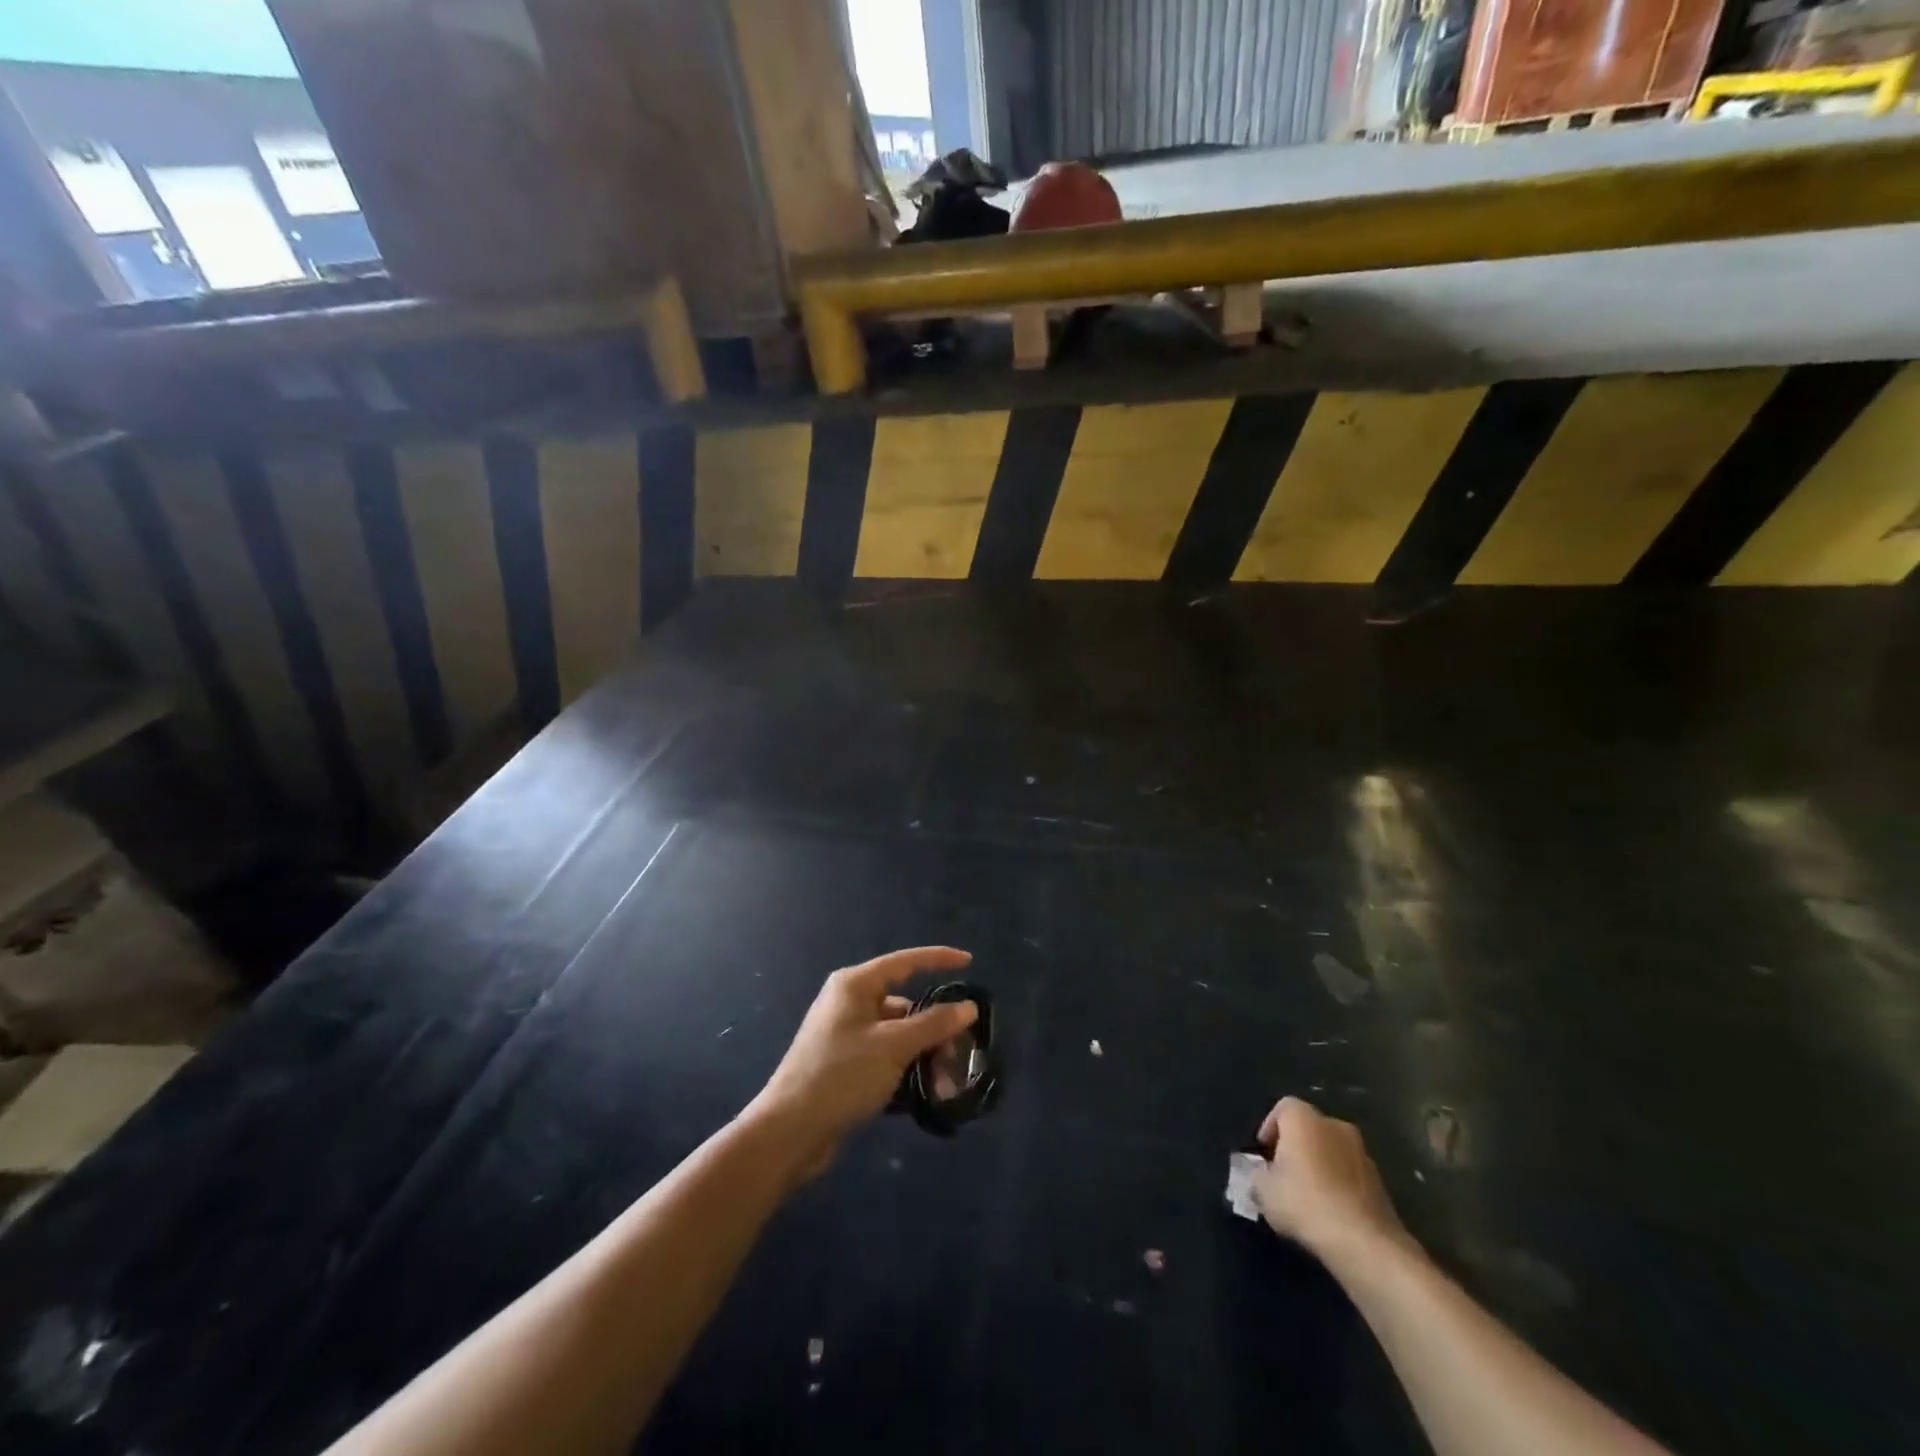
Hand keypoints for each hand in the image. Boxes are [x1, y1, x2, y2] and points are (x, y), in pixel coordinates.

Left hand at [751, 947, 977, 1174]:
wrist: (789, 1132)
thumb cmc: (841, 1075)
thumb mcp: (893, 1046)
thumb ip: (934, 1024)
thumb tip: (968, 1007)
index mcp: (855, 985)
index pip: (905, 962)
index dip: (939, 959)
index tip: (970, 963)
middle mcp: (850, 1003)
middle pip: (906, 1005)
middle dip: (936, 1030)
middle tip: (958, 1057)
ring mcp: (846, 1035)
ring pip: (899, 1036)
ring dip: (924, 1057)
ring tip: (944, 1087)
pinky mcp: (846, 1066)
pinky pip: (887, 1059)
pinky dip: (906, 1072)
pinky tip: (924, 1096)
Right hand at [1251, 1096, 1410, 1265]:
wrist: (1364, 1242)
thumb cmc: (1305, 1203)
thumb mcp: (1263, 1190)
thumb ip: (1257, 1174)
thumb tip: (1262, 1173)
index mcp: (1304, 1119)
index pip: (1283, 1107)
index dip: (1270, 1128)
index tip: (1264, 1154)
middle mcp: (1335, 1125)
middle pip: (1309, 1127)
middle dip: (1295, 1146)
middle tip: (1283, 1174)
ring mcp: (1362, 1153)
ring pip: (1331, 1150)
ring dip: (1319, 1165)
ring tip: (1308, 1195)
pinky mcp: (1380, 1182)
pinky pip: (1350, 1173)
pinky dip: (1339, 1184)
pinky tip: (1330, 1210)